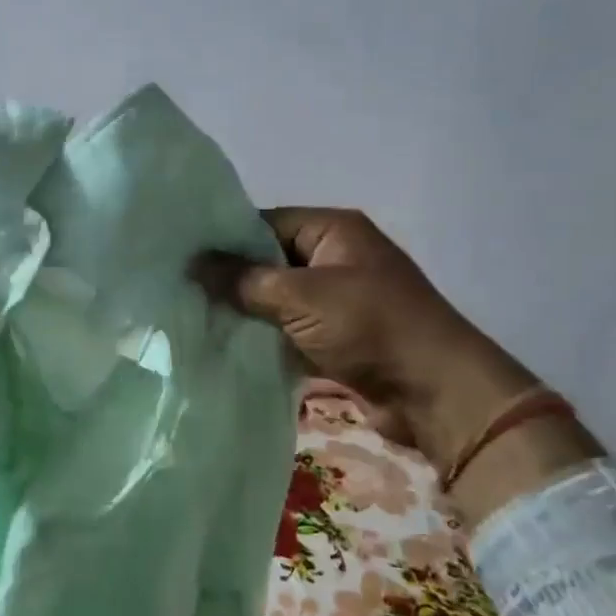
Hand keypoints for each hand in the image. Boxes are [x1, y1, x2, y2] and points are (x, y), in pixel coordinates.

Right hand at [194, 209, 597, 516]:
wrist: (434, 393)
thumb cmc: (370, 326)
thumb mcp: (302, 296)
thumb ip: (244, 280)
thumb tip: (193, 265)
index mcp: (333, 230)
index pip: (265, 222)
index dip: (225, 239)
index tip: (182, 256)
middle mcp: (334, 258)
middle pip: (268, 260)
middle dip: (230, 278)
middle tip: (180, 289)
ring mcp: (335, 300)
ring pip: (275, 298)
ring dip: (244, 311)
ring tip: (193, 316)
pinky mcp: (334, 337)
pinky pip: (288, 329)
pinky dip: (263, 336)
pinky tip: (224, 343)